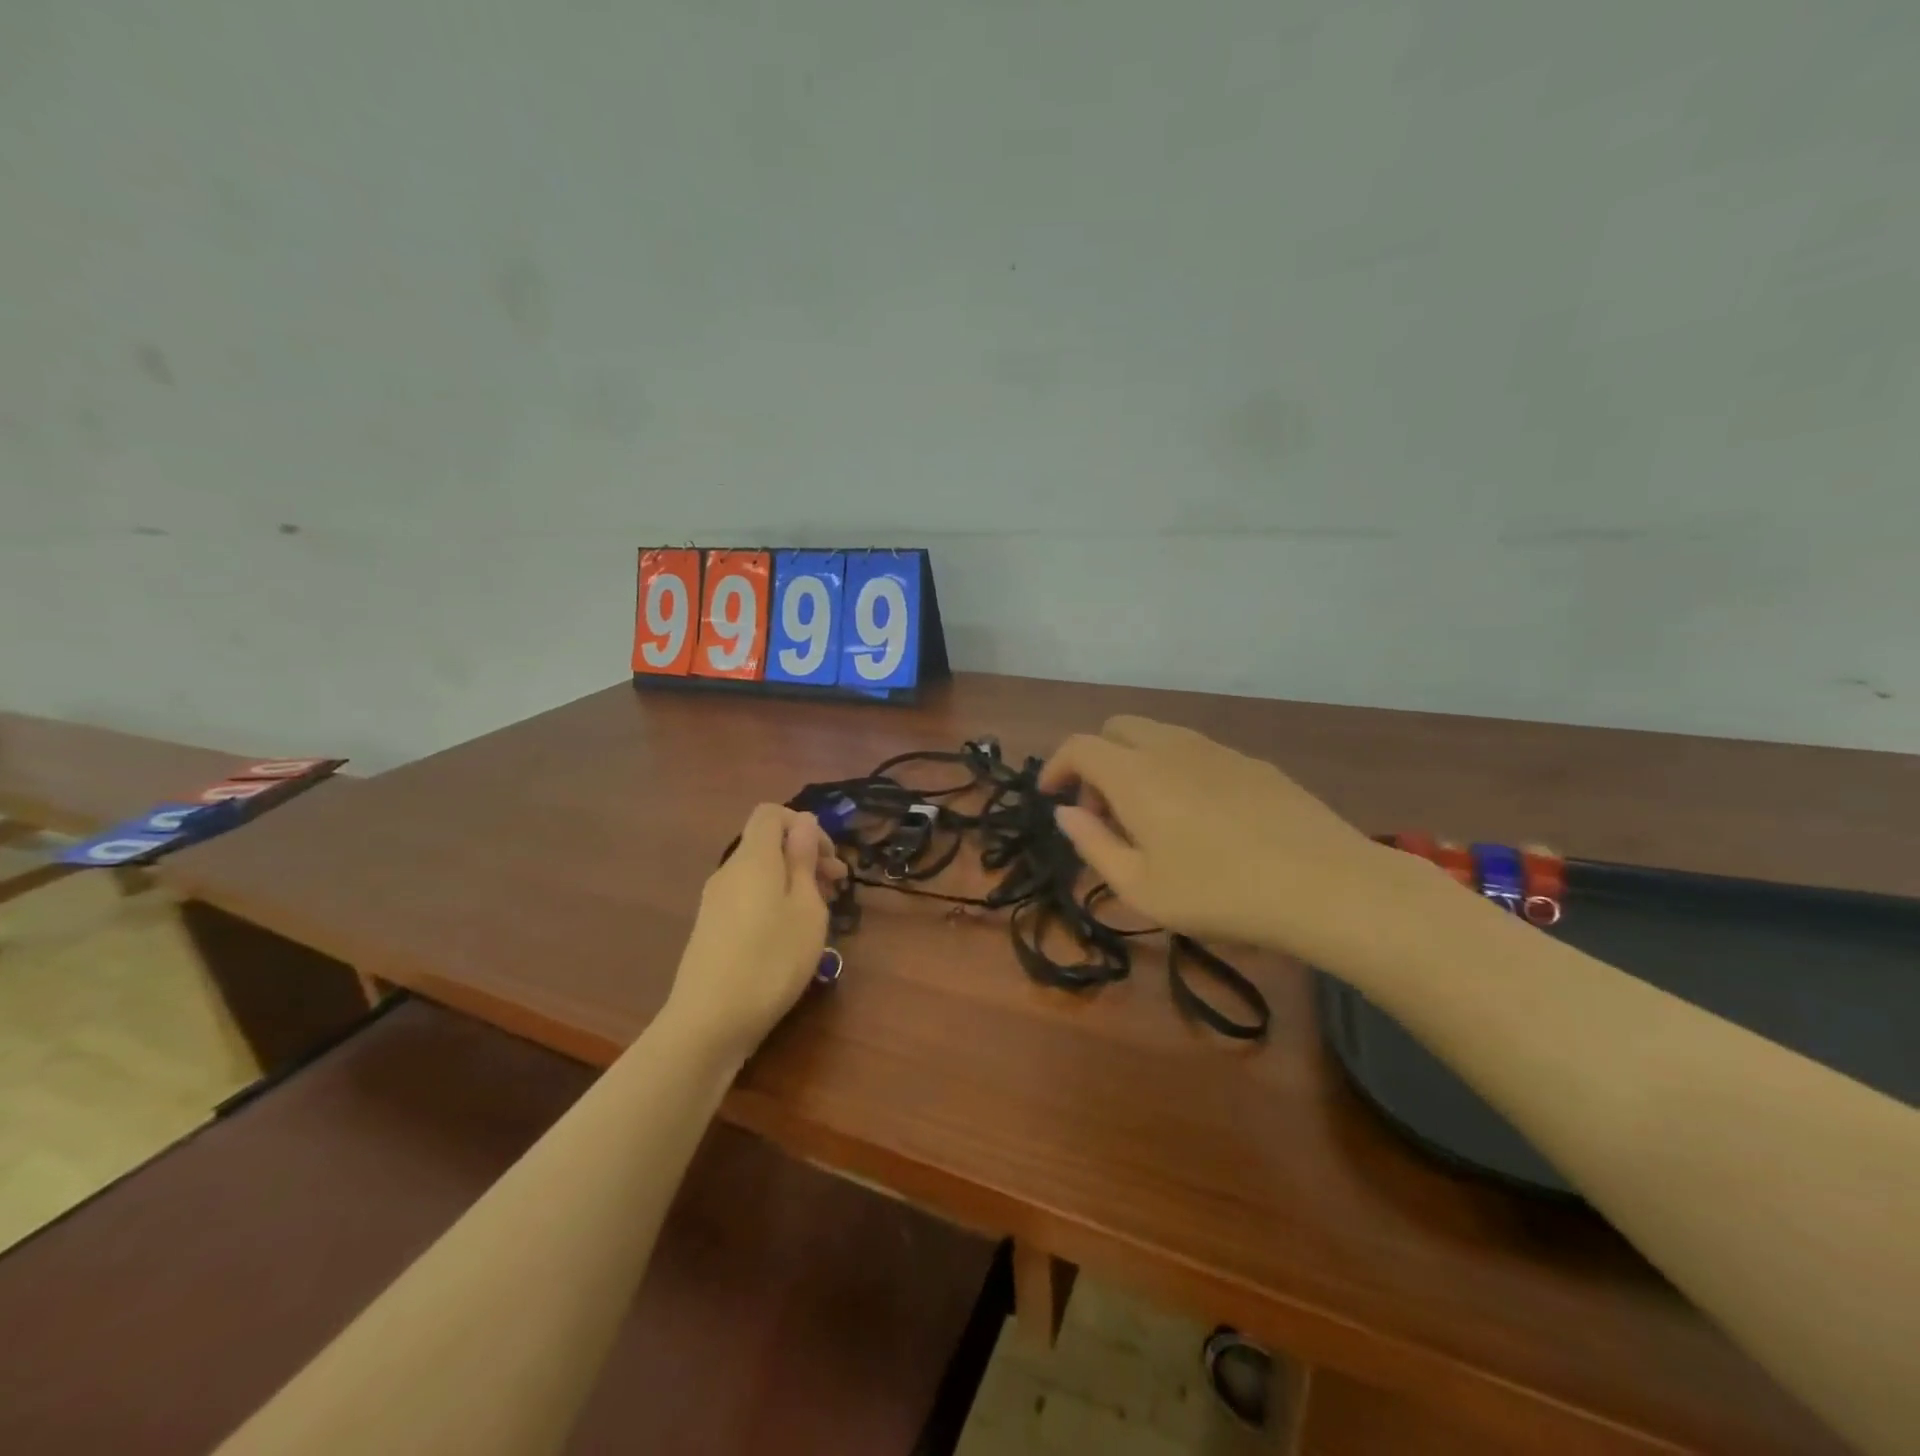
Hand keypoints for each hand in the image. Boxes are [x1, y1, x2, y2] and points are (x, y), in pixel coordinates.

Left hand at [662, 804, 846, 1062]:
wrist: (709, 1023)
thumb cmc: (771, 961)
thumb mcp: (805, 909)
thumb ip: (804, 861)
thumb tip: (804, 824)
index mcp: (753, 859)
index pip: (771, 813)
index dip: (803, 824)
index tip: (829, 856)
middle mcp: (729, 871)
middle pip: (767, 844)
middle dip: (805, 855)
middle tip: (838, 886)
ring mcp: (716, 901)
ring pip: (760, 873)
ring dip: (793, 881)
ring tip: (821, 913)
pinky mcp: (712, 928)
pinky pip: (748, 896)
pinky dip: (774, 901)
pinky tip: (791, 934)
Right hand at [1039, 716, 1399, 964]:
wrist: (1325, 885)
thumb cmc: (1219, 892)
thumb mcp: (1140, 887)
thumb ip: (1093, 844)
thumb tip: (1066, 813)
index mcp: (1135, 774)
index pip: (1079, 746)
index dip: (1056, 766)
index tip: (1052, 797)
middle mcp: (1171, 748)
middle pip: (1116, 728)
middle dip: (1097, 760)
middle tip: (1104, 810)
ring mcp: (1217, 750)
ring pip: (1158, 735)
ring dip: (1137, 763)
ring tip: (1150, 818)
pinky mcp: (1253, 763)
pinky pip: (1196, 751)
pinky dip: (1175, 770)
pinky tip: (1200, 818)